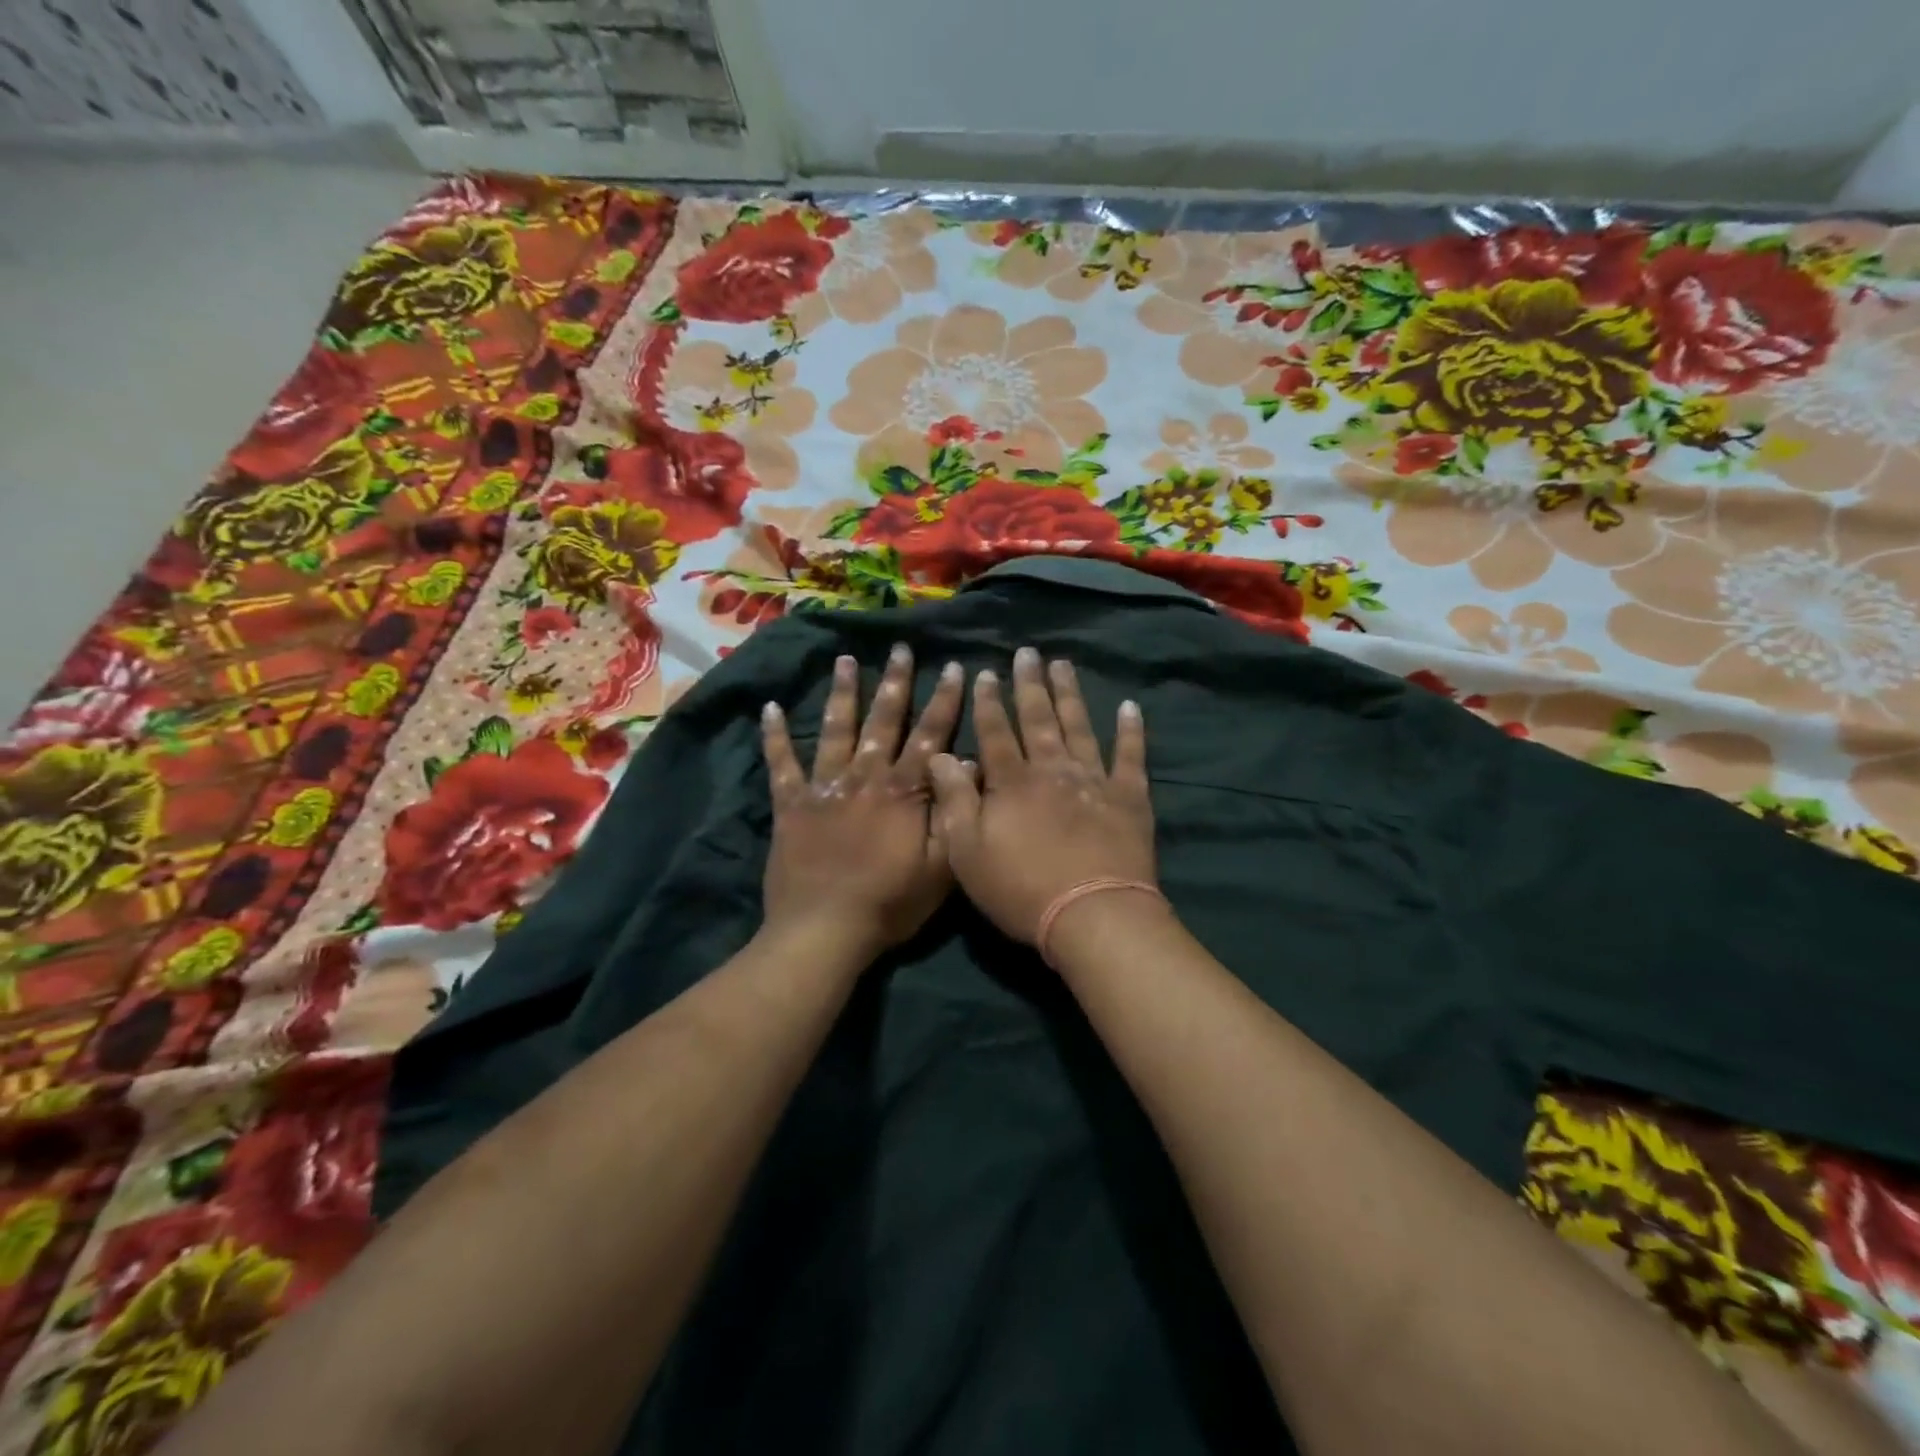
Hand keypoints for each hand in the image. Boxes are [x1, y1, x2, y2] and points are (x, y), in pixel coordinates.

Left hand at [761, 645, 962, 959]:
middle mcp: (865, 777)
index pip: (931, 736)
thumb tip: (968, 765)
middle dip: (895, 682)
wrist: (824, 930)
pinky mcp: (791, 805)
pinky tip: (769, 708)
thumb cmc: (890, 903)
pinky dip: (775, 736)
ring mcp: (824, 787)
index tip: (954, 667)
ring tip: (844, 660)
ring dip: (842, 693)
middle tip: (900, 647)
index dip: (945, 701)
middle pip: (884, 721)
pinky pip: (782, 764)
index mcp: (903, 791)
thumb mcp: (941, 867)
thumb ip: (954, 813)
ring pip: (836, 730)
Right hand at [928, 647, 1155, 945]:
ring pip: (1079, 726)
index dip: (987, 702)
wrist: (1092, 915)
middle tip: (1027, 653)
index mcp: (1012, 782)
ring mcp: (1094, 780)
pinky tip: (1129, 707)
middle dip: (1029, 684)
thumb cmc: (1020, 889)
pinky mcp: (1129, 798)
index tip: (984, 673)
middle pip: (1038, 718)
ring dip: (1070, 694)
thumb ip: (954, 799)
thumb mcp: (967, 852)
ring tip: (1063, 664)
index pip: (995, 732)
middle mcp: (1052, 769)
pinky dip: (1130, 731)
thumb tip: (941, 755)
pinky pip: (1131, 756)